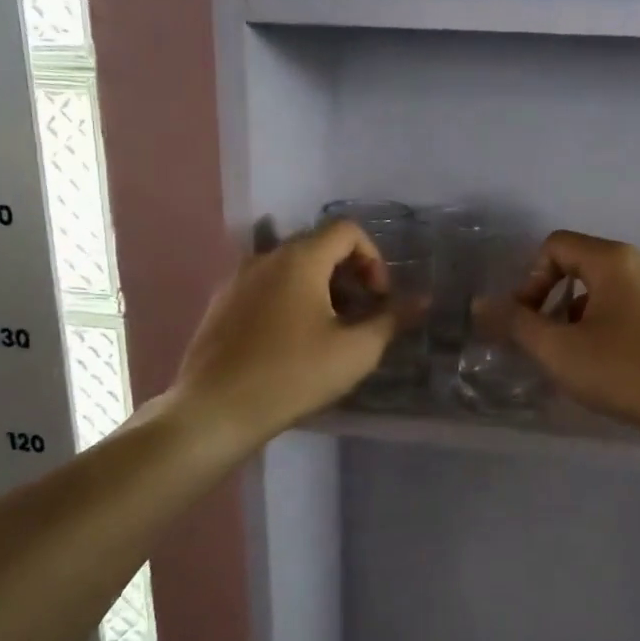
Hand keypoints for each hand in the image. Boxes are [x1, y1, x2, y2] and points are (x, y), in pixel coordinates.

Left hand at [173, 221, 395, 446]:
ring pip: (291, 268)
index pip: (347, 230)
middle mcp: (265, 257)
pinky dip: (289, 299)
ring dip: (320, 289)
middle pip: (319, 246)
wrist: (215, 410)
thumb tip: (424, 300)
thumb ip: (392, 319)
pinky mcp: (221, 304)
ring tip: (329, 332)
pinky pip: (266, 286)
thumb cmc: (293, 375)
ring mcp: (237, 279)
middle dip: (349, 275)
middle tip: (359, 317)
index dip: (373, 259)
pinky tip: (292, 342)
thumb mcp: (355, 351)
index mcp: (299, 258)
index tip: (377, 299)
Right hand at [506, 231, 639, 439]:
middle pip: (581, 265)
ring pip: (607, 290)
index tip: (528, 321)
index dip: (530, 280)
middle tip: (547, 342)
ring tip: (577, 359)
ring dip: (580, 317)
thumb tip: (481, 304)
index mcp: (614, 260)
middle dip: (554, 301)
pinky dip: (609, 326)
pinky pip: (632, 307)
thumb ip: (516, 323)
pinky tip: (612, 365)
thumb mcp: (559, 350)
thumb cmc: (625, 371)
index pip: (556, 246)